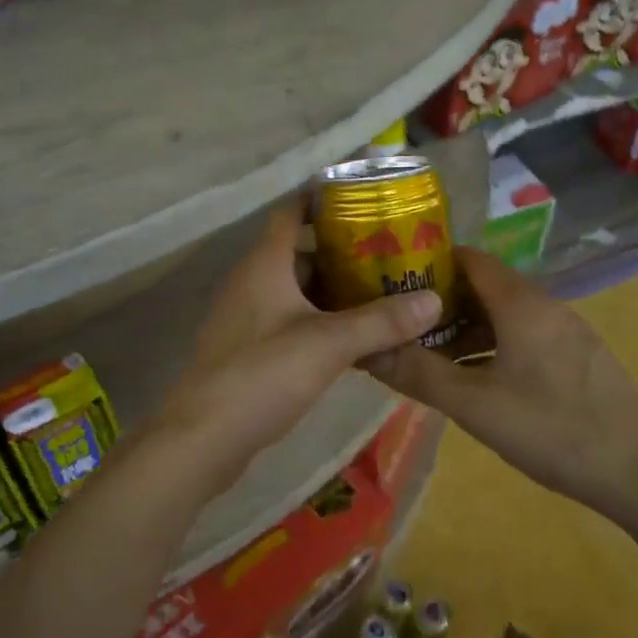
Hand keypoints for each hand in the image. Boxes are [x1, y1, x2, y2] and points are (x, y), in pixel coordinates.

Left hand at [153, 202, 442, 478]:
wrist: (203, 437)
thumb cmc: (263, 374)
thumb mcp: (329, 344)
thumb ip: (381, 321)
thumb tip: (434, 299)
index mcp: (264, 264)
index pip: (291, 212)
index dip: (322, 200)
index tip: (364, 200)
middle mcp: (251, 282)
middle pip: (299, 253)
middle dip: (342, 253)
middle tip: (389, 256)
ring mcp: (245, 318)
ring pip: (295, 291)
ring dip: (332, 292)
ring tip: (380, 295)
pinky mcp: (246, 350)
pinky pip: (288, 321)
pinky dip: (318, 322)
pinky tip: (350, 340)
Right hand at [364, 248, 637, 522]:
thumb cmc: (553, 430)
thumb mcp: (474, 405)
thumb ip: (418, 374)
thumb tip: (364, 351)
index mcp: (521, 304)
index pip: (469, 259)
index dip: (428, 262)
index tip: (391, 278)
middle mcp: (546, 306)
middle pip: (485, 286)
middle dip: (441, 301)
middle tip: (400, 323)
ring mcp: (567, 332)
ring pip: (505, 315)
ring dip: (466, 328)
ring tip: (428, 354)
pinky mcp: (578, 358)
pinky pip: (524, 336)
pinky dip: (492, 345)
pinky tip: (475, 379)